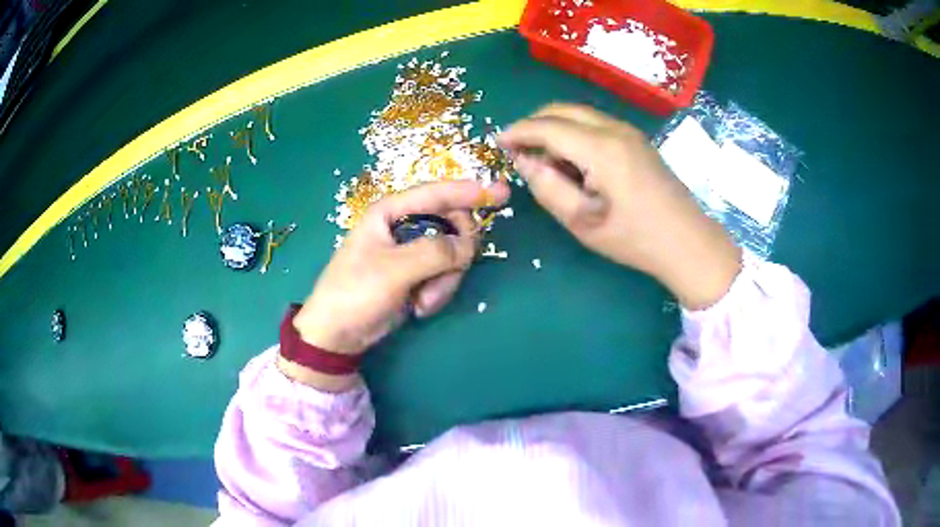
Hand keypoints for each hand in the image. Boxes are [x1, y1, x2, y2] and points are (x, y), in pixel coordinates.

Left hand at [288, 180, 508, 373]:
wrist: (339, 334)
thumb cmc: (356, 292)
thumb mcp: (394, 270)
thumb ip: (435, 252)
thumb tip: (468, 245)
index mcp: (391, 212)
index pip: (436, 194)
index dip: (469, 192)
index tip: (501, 194)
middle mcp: (404, 225)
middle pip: (452, 225)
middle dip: (456, 252)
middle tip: (454, 270)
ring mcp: (412, 251)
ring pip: (453, 254)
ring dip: (445, 281)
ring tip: (424, 302)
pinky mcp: (417, 274)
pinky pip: (445, 274)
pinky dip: (439, 291)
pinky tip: (420, 306)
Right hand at [499, 103, 740, 309]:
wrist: (687, 241)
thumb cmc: (634, 238)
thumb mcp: (582, 221)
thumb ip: (547, 186)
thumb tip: (524, 160)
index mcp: (600, 148)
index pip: (547, 126)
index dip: (518, 131)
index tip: (497, 142)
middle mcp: (615, 129)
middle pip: (563, 109)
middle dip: (535, 123)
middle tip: (518, 148)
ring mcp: (629, 131)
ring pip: (580, 113)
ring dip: (555, 127)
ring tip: (545, 159)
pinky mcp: (637, 139)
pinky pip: (596, 123)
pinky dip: (575, 132)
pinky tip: (574, 160)